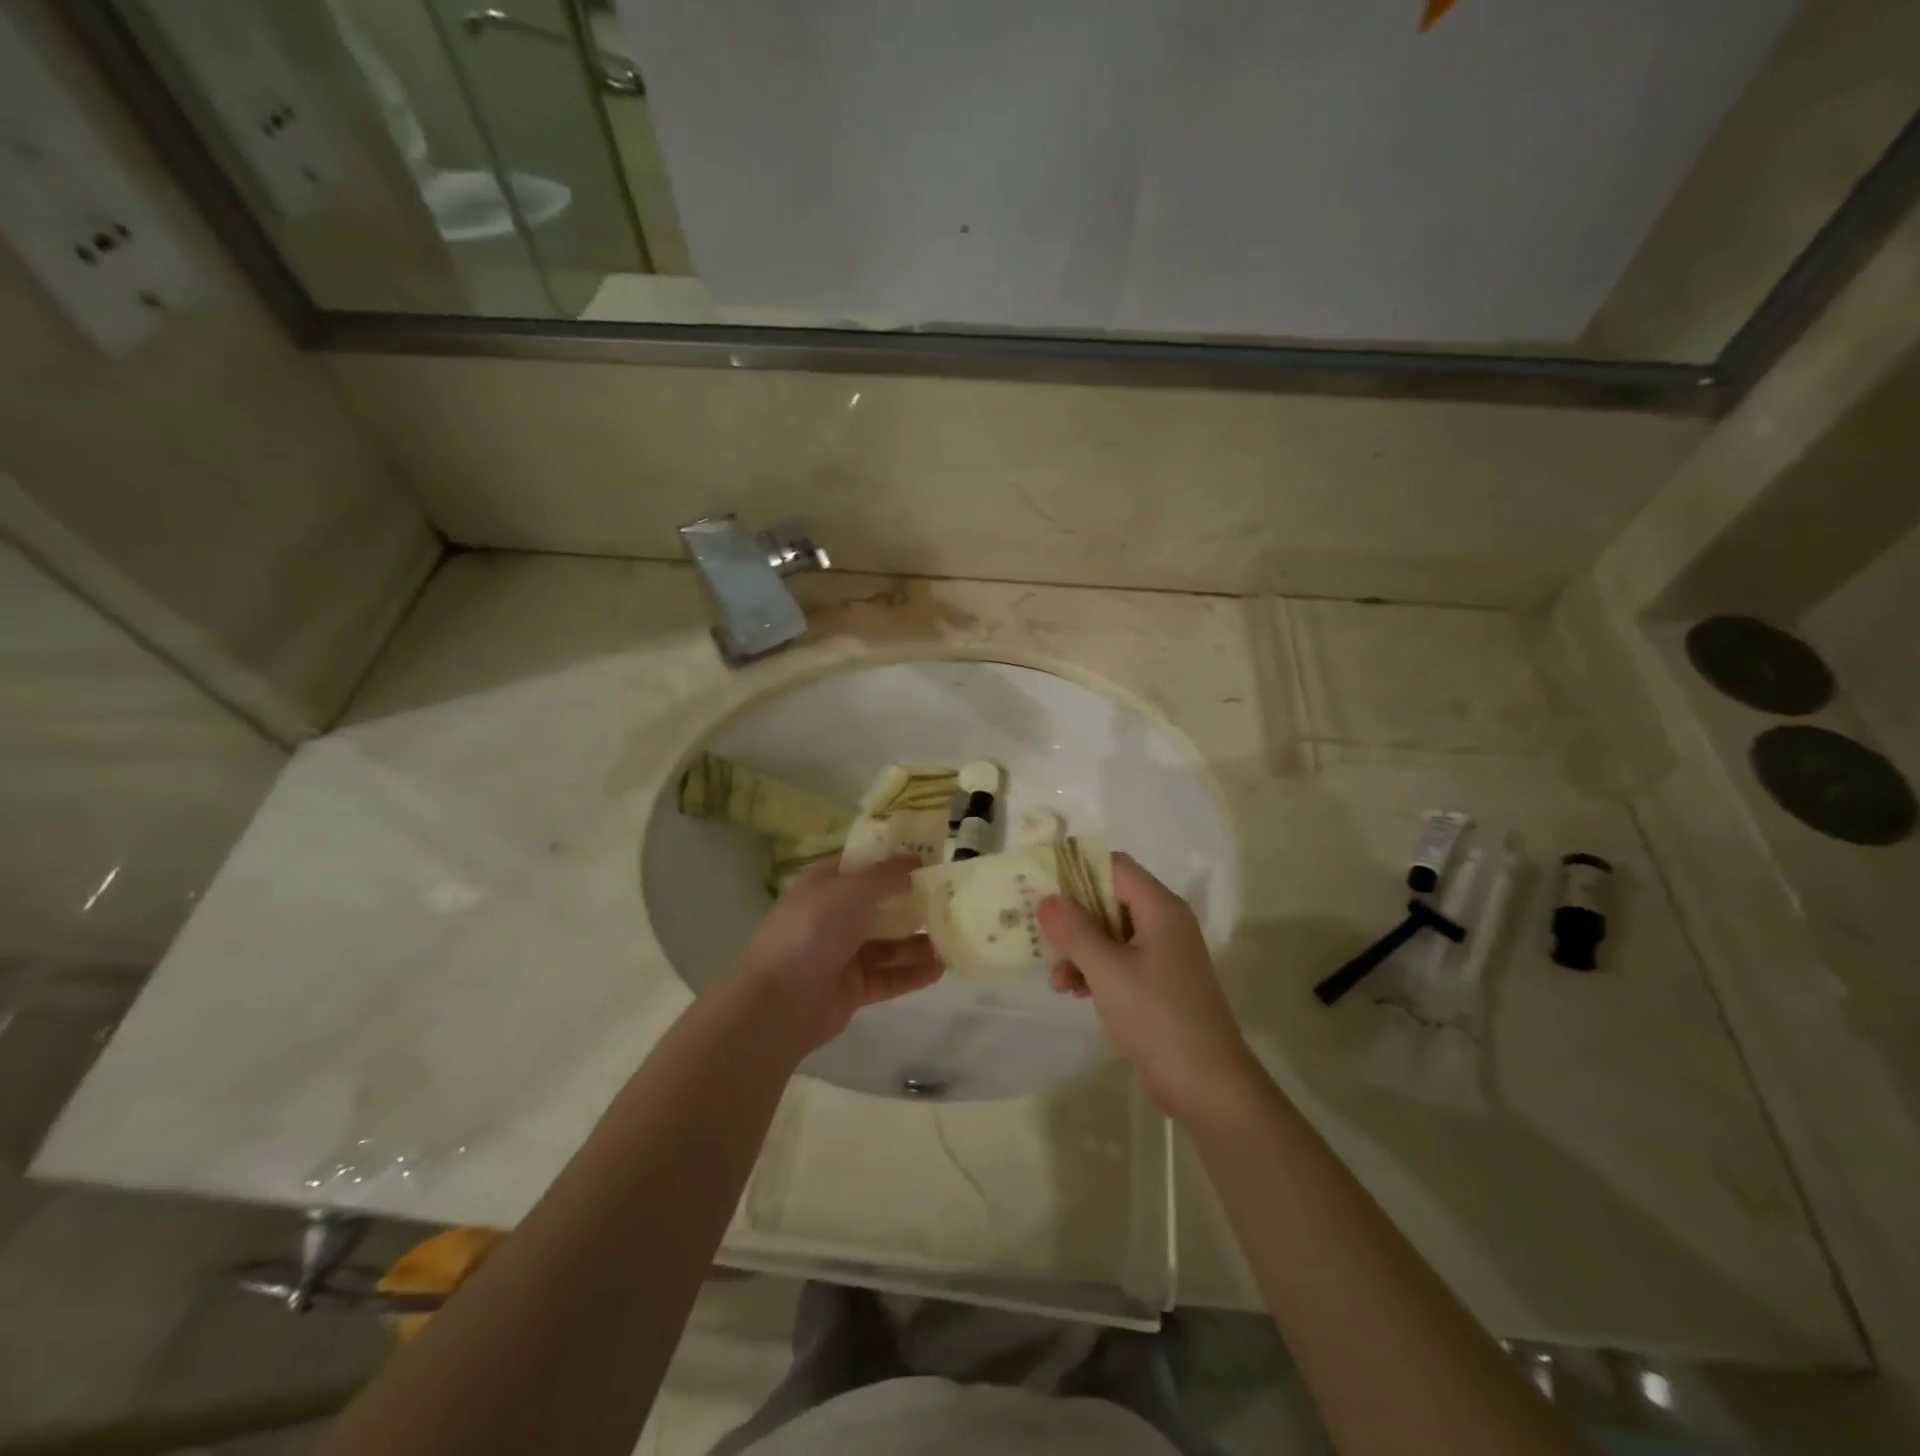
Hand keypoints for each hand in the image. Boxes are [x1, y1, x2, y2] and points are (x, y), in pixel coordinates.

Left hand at [735, 857, 943, 1056]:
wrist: (780, 1001)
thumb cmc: (814, 930)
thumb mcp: (853, 890)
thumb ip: (887, 876)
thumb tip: (914, 860)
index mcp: (826, 886)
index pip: (864, 866)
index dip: (894, 861)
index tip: (931, 859)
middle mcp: (834, 916)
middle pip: (881, 906)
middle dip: (914, 903)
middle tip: (953, 899)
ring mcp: (843, 954)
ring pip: (890, 944)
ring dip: (919, 941)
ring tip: (956, 936)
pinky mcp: (853, 988)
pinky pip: (889, 976)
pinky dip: (913, 972)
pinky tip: (942, 968)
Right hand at [1039, 853, 1261, 1121]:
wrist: (1207, 1083)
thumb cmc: (1157, 1016)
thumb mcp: (1107, 971)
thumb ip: (1074, 931)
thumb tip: (1047, 900)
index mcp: (1160, 908)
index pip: (1114, 866)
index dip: (1077, 871)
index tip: (1043, 888)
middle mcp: (1165, 922)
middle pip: (1110, 898)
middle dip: (1074, 918)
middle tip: (1042, 936)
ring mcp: (1165, 953)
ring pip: (1111, 932)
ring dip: (1081, 949)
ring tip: (1058, 980)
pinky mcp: (1161, 981)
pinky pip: (1121, 959)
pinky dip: (1097, 969)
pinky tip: (1076, 992)